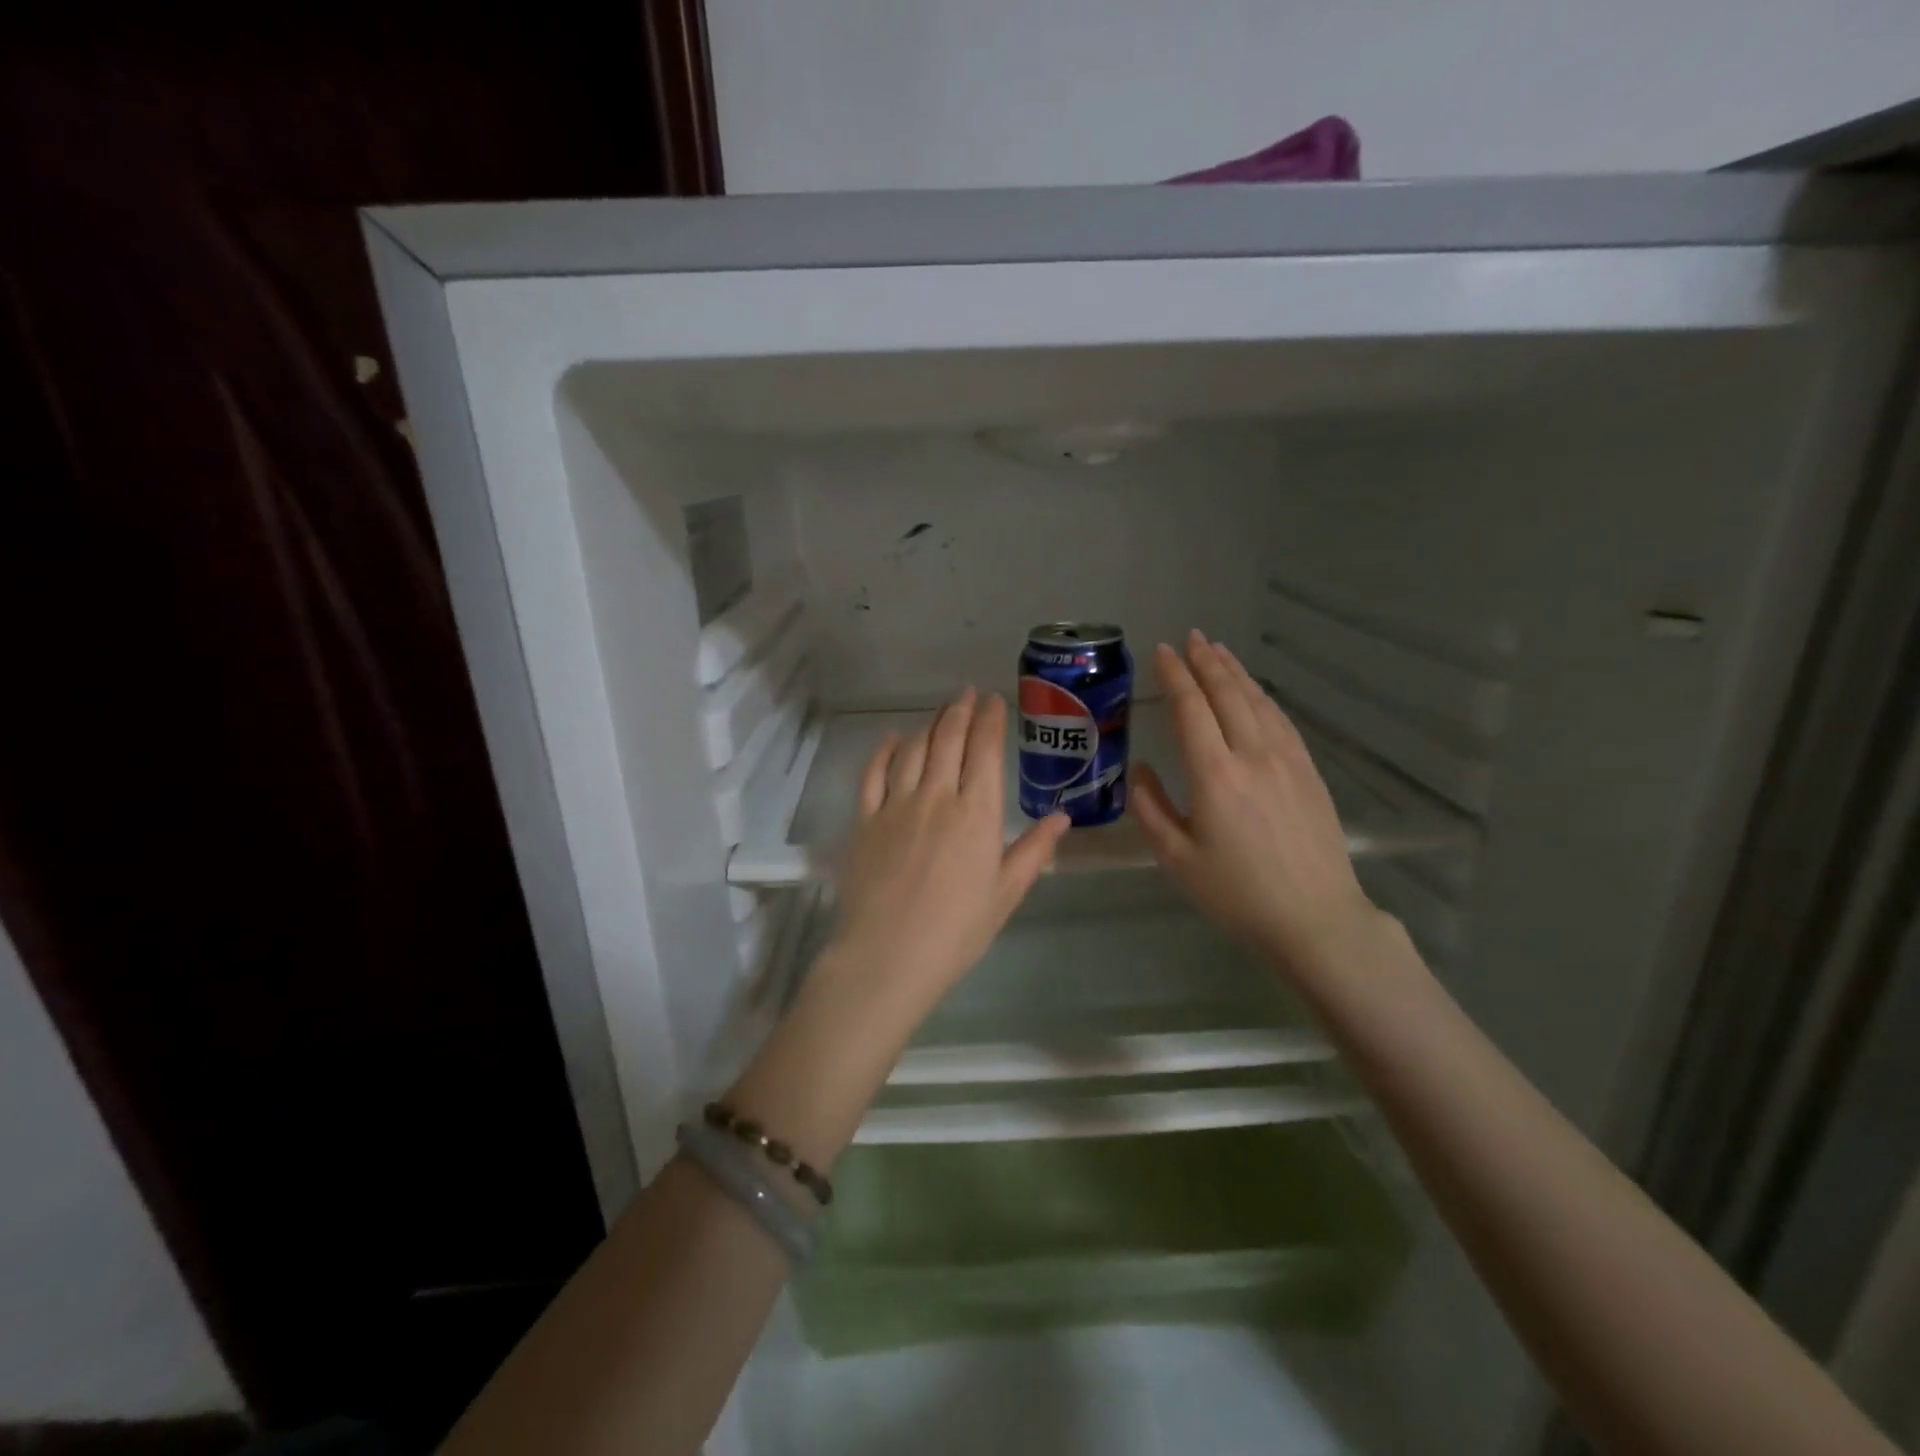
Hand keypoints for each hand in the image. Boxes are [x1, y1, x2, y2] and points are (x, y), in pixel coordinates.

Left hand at [822, 688, 1069, 1023]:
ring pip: (913, 749)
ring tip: (940, 713)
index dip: (990, 719)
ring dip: (929, 725)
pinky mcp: (865, 819)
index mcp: (977, 813)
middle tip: (967, 694)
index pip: (985, 750)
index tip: (994, 700)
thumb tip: (1062, 817)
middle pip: (948, 739)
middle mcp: (937, 796)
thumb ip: (1033, 850)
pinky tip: (892, 739)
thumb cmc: (957, 931)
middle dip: (960, 711)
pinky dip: (884, 751)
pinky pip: (873, 773)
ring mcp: (896, 804)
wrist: (888, 956)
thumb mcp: (1006, 893)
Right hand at [1133, 632, 1376, 970]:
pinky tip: (1254, 691)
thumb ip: (1151, 810)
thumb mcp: (1177, 860)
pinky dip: (1262, 696)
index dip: (1174, 676)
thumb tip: (1141, 771)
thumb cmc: (1237, 894)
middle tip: (1189, 637)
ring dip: (1235, 672)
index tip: (1162, 652)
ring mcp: (1287, 760)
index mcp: (1214, 775)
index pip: (1190, 709)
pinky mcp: (1308, 772)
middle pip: (1227, 694)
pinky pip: (1281, 720)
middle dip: (1205, 662)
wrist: (1316, 919)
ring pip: (1257, 701)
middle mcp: (1252, 755)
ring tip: (1217, 650)